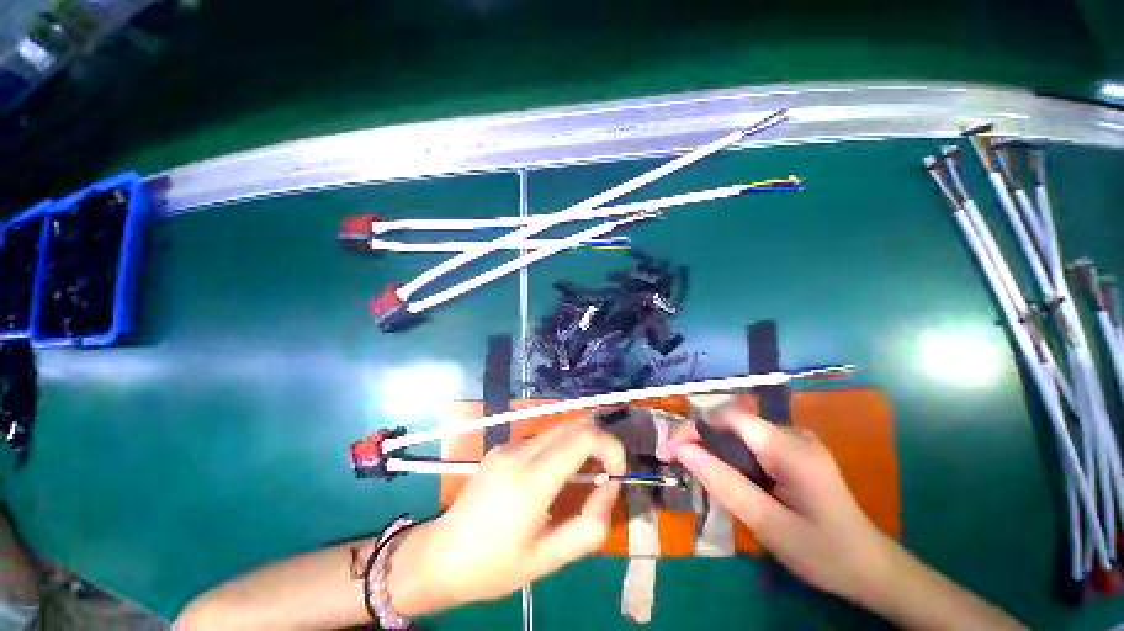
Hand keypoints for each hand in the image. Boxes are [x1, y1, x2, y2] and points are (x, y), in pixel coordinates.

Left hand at [388, 421, 624, 612]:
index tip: (615, 473)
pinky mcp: (502, 447)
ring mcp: (509, 445)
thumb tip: (610, 487)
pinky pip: (542, 438)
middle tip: (604, 473)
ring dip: (580, 444)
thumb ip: (590, 525)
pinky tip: (553, 478)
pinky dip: (561, 448)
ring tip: (581, 478)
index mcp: (531, 479)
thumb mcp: (548, 560)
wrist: (441, 556)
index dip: (610, 446)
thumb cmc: (494, 566)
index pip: (583, 437)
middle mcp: (520, 451)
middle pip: (574, 424)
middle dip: (599, 442)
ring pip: (559, 428)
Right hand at [656, 409, 891, 604]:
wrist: (872, 568)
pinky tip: (728, 476)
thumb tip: (681, 449)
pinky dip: (731, 455)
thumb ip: (723, 483)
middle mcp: (792, 433)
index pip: (728, 418)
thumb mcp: (767, 524)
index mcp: (790, 447)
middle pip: (732, 422)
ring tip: (698, 472)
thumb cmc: (823, 553)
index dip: (693, 428)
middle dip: (699, 439)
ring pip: (739, 432)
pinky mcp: (795, 450)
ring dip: (714, 448)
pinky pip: (751, 442)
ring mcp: (796, 439)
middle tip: (676, 463)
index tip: (667, 452)